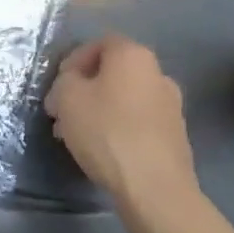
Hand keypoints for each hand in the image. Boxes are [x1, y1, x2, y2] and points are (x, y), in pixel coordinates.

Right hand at [45, 35, 201, 217]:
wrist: (155, 189)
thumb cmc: (107, 131)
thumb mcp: (67, 97)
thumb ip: (65, 81)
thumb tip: (73, 84)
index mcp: (133, 55)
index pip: (99, 43)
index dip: (74, 61)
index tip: (59, 86)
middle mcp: (158, 74)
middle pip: (112, 73)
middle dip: (84, 89)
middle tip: (62, 112)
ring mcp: (171, 106)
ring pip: (124, 99)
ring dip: (99, 110)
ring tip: (75, 136)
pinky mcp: (175, 137)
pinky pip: (138, 122)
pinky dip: (118, 129)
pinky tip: (102, 151)